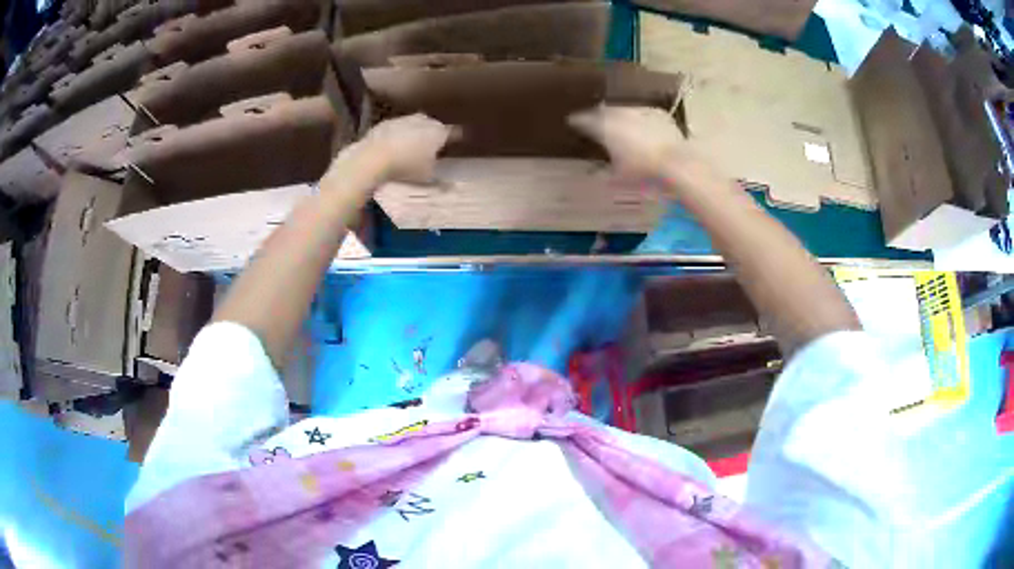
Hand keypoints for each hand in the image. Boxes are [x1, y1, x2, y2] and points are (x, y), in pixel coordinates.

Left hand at [330, 114, 455, 186]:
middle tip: (434, 144)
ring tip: (413, 145)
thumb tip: (450, 186)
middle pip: (433, 125)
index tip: (459, 140)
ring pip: (414, 124)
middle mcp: (423, 121)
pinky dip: (398, 135)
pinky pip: (396, 128)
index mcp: (438, 132)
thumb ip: (440, 181)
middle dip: (434, 133)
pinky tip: (394, 146)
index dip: (457, 137)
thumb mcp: (426, 178)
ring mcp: (402, 119)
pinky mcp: (384, 124)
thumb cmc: (406, 168)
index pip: (453, 132)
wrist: (372, 158)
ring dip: (415, 132)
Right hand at [569, 105, 715, 189]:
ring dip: (618, 116)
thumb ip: (603, 173)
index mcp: (604, 128)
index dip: (576, 121)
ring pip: (623, 110)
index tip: (572, 123)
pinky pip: (643, 113)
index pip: (583, 120)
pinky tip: (641, 127)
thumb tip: (594, 173)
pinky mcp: (657, 113)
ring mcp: (639, 111)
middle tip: (595, 122)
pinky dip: (639, 119)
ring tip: (618, 124)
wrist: (676, 162)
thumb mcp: (618, 178)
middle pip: (603, 111)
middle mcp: (619, 114)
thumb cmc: (643, 172)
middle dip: (597, 116)